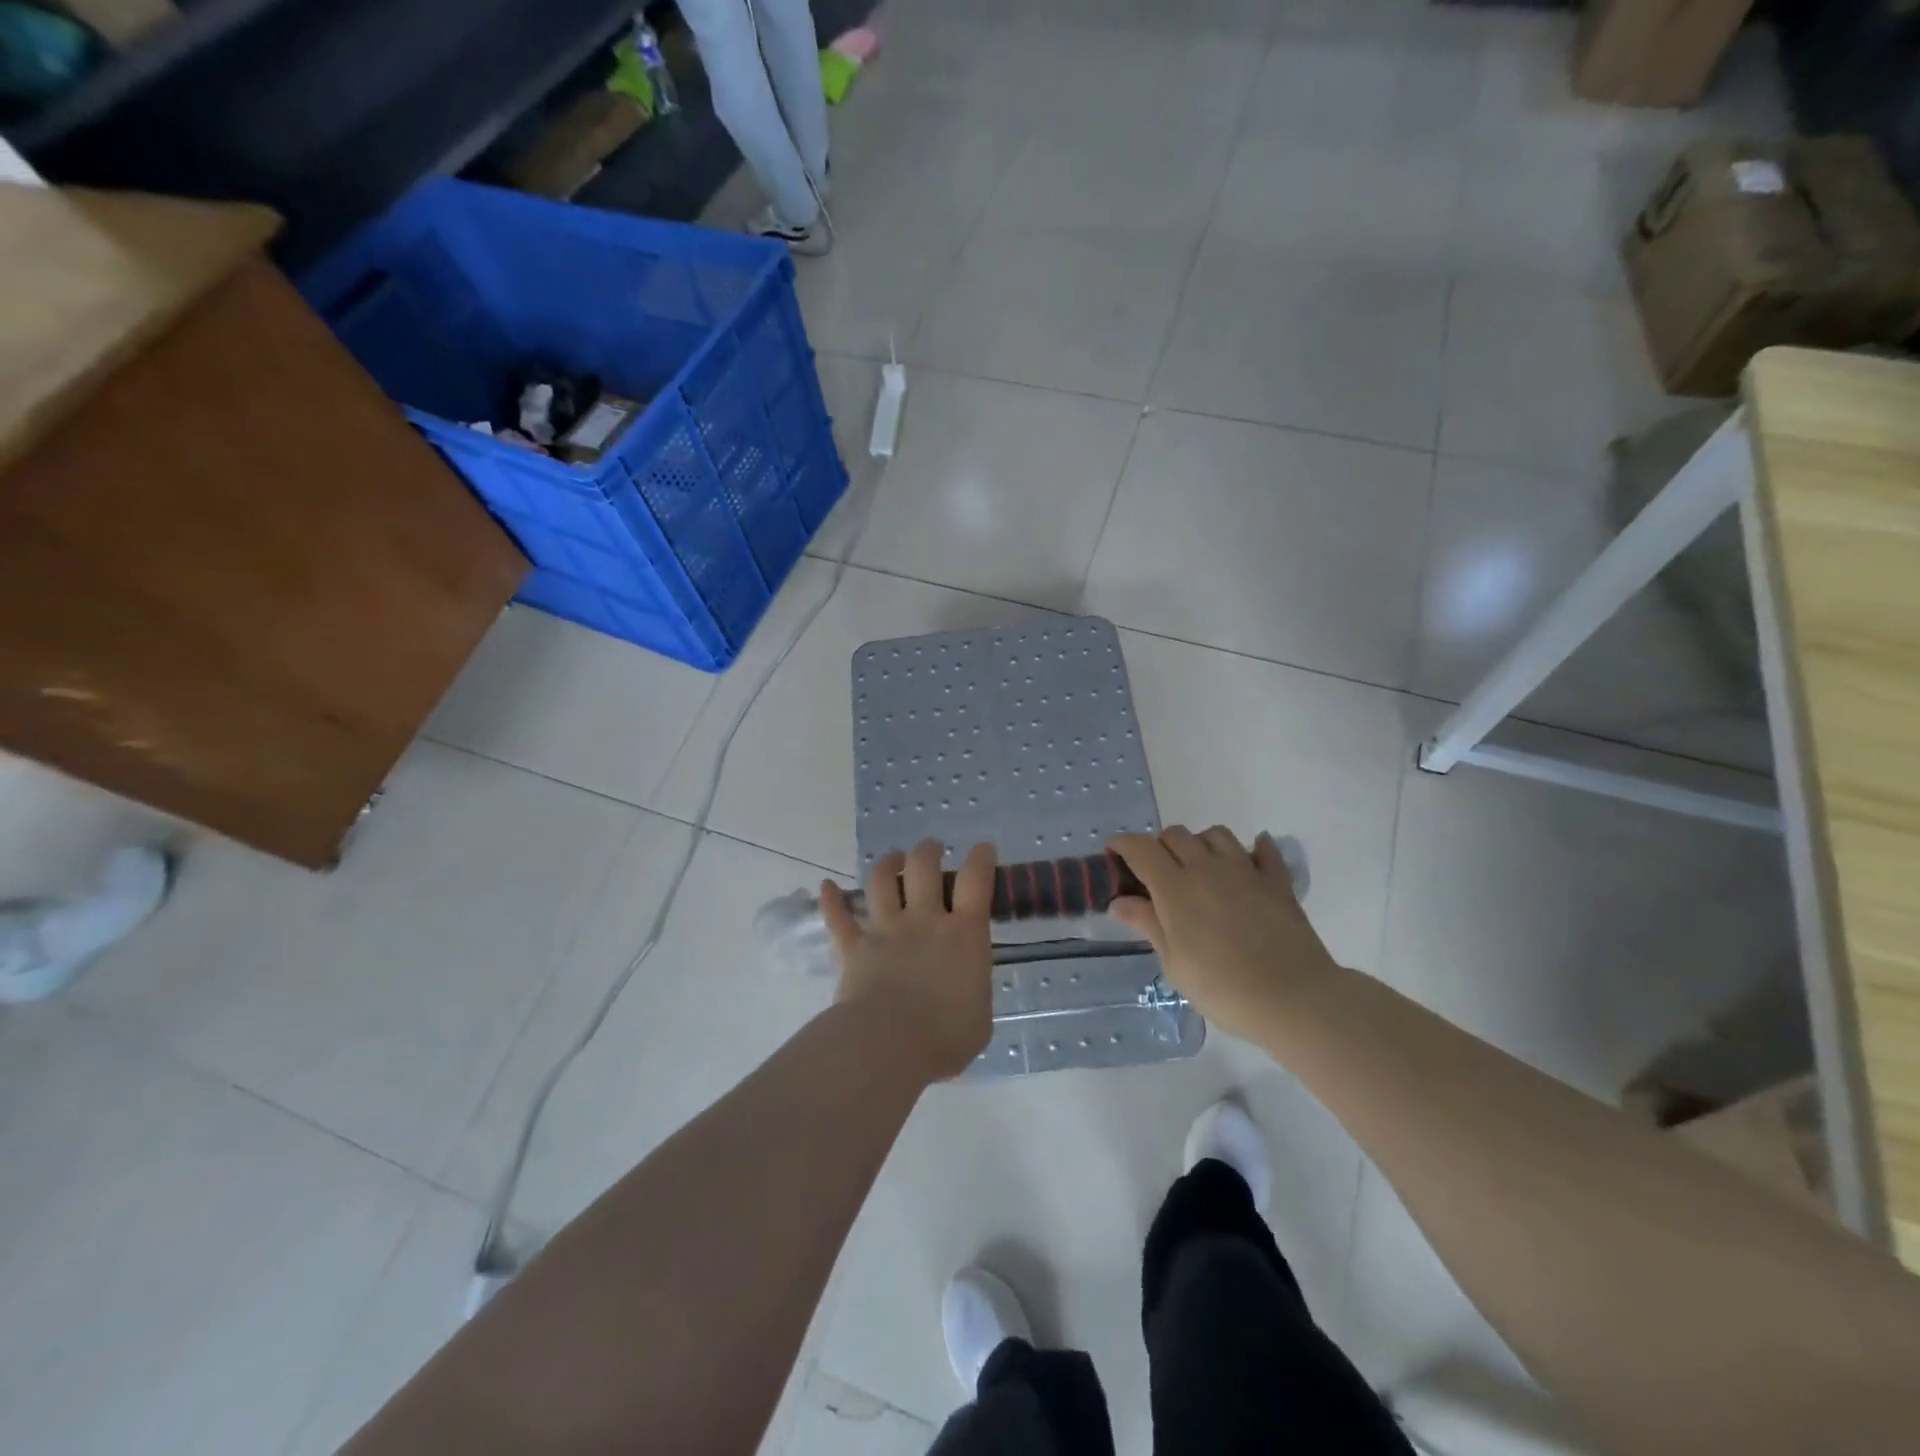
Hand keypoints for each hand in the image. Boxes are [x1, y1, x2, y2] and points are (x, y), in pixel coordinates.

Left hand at [821, 839, 996, 1080]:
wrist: (889, 1045)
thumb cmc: (945, 1037)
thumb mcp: (979, 1016)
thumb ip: (972, 991)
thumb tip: (964, 989)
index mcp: (964, 934)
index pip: (976, 882)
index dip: (981, 859)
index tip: (983, 848)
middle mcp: (924, 920)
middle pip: (923, 867)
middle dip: (928, 851)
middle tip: (931, 850)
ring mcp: (885, 930)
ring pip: (881, 881)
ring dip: (887, 864)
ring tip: (893, 860)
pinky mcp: (853, 948)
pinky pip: (838, 918)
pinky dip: (830, 901)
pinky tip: (826, 886)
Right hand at [1108, 826, 1339, 1041]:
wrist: (1292, 998)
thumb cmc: (1221, 987)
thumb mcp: (1174, 963)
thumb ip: (1148, 924)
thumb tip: (1119, 901)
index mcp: (1174, 886)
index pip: (1140, 848)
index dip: (1122, 845)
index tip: (1113, 854)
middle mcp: (1206, 867)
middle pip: (1175, 835)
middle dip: (1159, 846)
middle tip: (1156, 873)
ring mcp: (1245, 870)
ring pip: (1215, 834)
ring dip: (1200, 844)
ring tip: (1199, 868)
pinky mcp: (1276, 881)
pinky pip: (1263, 851)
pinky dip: (1253, 849)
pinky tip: (1248, 862)